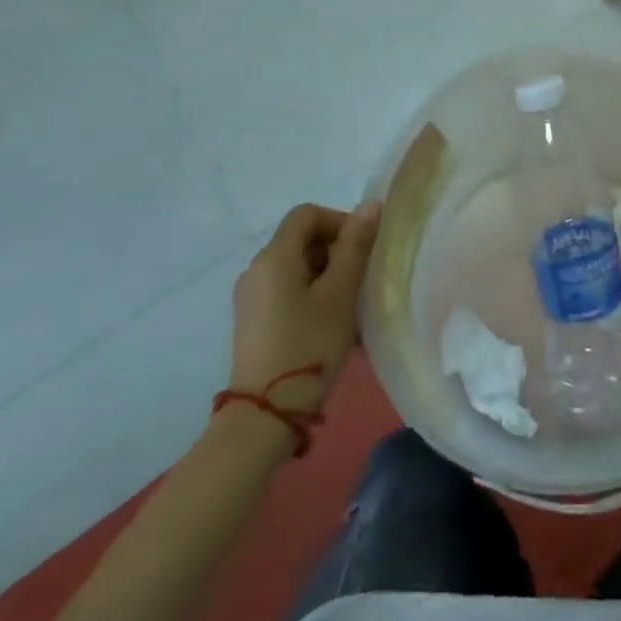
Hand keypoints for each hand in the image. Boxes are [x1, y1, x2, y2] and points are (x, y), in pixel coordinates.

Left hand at [229, 201, 380, 412]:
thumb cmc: (308, 345)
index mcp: (274, 256)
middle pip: (300, 239)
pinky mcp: (251, 321)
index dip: (338, 221)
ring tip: (348, 305)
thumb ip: (355, 245)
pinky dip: (310, 294)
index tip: (361, 249)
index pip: (307, 214)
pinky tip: (328, 323)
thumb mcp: (340, 293)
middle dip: (335, 250)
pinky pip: (285, 290)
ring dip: (326, 275)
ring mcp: (250, 297)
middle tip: (359, 279)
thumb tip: (370, 205)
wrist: (265, 415)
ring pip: (295, 266)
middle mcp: (255, 269)